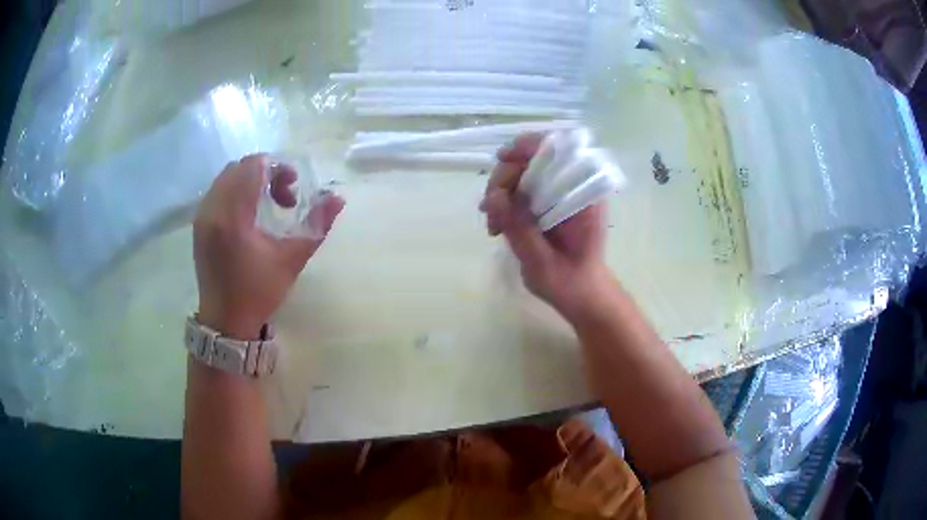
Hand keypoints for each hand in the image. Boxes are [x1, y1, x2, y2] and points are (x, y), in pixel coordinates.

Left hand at [194, 154, 344, 338]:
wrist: (225, 320)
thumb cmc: (258, 292)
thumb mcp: (291, 260)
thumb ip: (316, 225)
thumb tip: (338, 198)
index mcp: (233, 216)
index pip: (253, 167)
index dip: (277, 169)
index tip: (293, 189)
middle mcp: (212, 209)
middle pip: (239, 167)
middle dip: (265, 173)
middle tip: (284, 198)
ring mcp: (202, 216)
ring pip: (227, 177)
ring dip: (250, 181)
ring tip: (267, 205)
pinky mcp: (199, 224)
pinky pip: (217, 191)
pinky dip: (236, 191)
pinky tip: (249, 214)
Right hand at [480, 134, 610, 319]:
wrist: (581, 296)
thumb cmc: (569, 282)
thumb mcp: (541, 261)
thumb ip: (519, 228)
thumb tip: (493, 197)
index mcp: (584, 195)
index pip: (560, 150)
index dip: (529, 147)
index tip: (503, 159)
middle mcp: (574, 186)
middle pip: (534, 159)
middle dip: (505, 178)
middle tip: (489, 209)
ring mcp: (561, 193)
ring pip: (523, 173)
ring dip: (501, 192)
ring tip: (492, 226)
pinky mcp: (550, 202)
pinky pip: (523, 189)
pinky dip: (505, 202)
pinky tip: (496, 224)